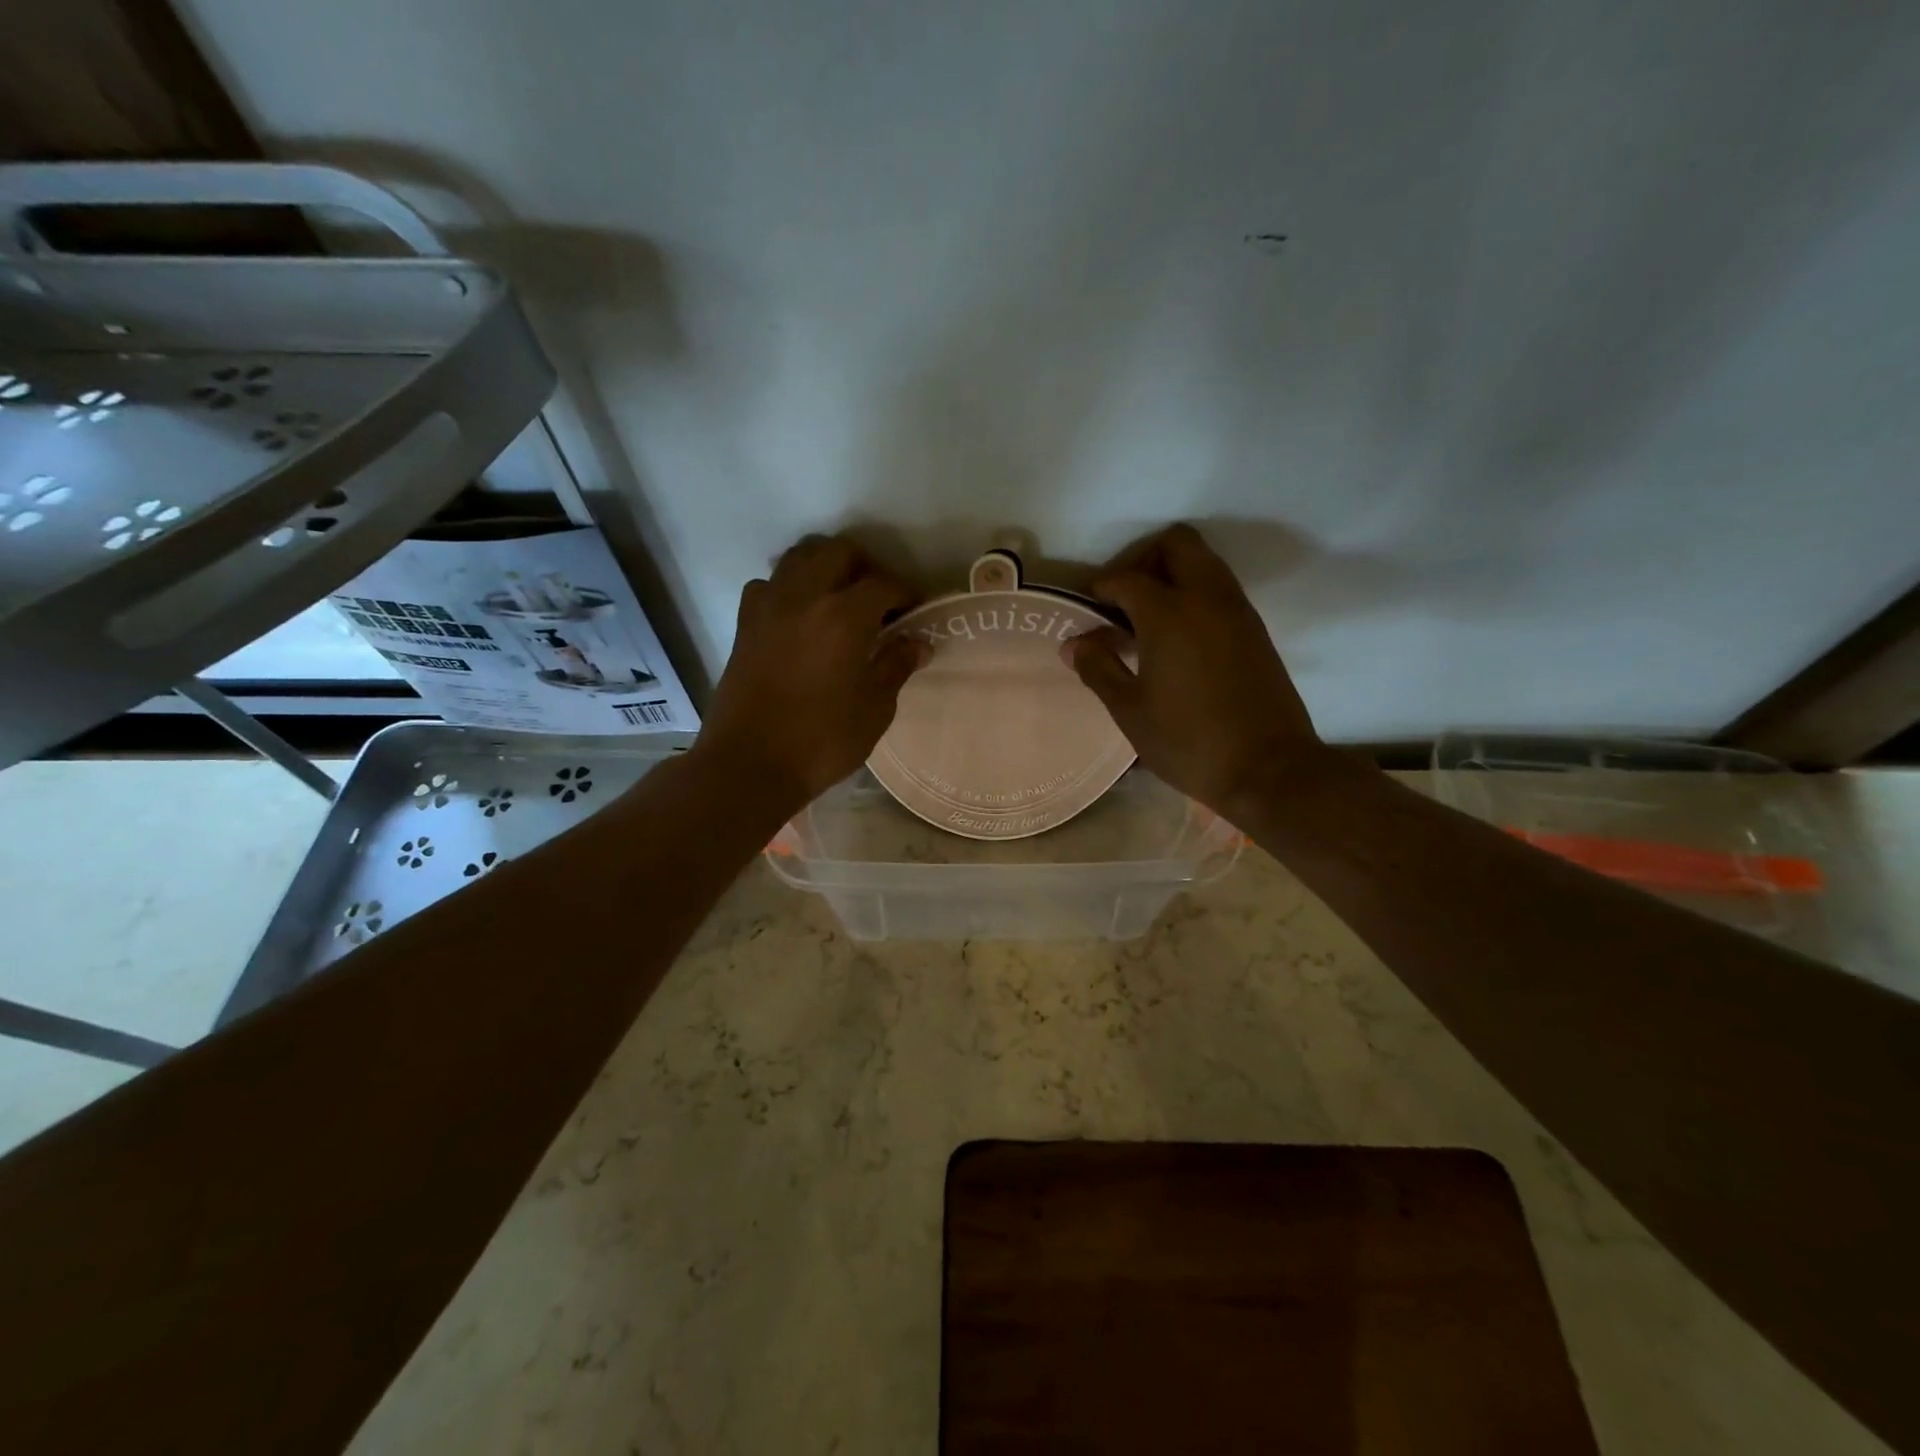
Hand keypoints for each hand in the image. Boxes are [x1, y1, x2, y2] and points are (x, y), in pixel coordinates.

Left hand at [695, 534, 923, 813]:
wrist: (749, 765)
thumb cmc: (821, 742)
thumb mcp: (874, 710)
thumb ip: (896, 666)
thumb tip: (917, 642)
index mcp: (843, 617)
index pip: (883, 583)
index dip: (906, 592)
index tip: (915, 610)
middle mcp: (804, 597)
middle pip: (838, 552)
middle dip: (866, 567)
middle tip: (880, 598)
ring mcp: (768, 606)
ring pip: (799, 557)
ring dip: (825, 566)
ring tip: (840, 598)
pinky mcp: (745, 624)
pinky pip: (769, 584)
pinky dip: (789, 587)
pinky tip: (800, 616)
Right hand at [1067, 524, 1330, 816]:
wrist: (1268, 769)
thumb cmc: (1188, 742)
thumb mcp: (1130, 711)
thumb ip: (1098, 669)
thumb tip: (1072, 644)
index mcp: (1169, 613)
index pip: (1126, 578)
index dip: (1100, 588)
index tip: (1087, 610)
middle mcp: (1207, 598)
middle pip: (1175, 544)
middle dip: (1142, 560)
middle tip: (1122, 601)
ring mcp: (1237, 610)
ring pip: (1203, 561)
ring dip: (1171, 574)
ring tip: (1146, 621)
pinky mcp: (1255, 629)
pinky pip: (1219, 588)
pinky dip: (1194, 594)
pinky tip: (1176, 639)